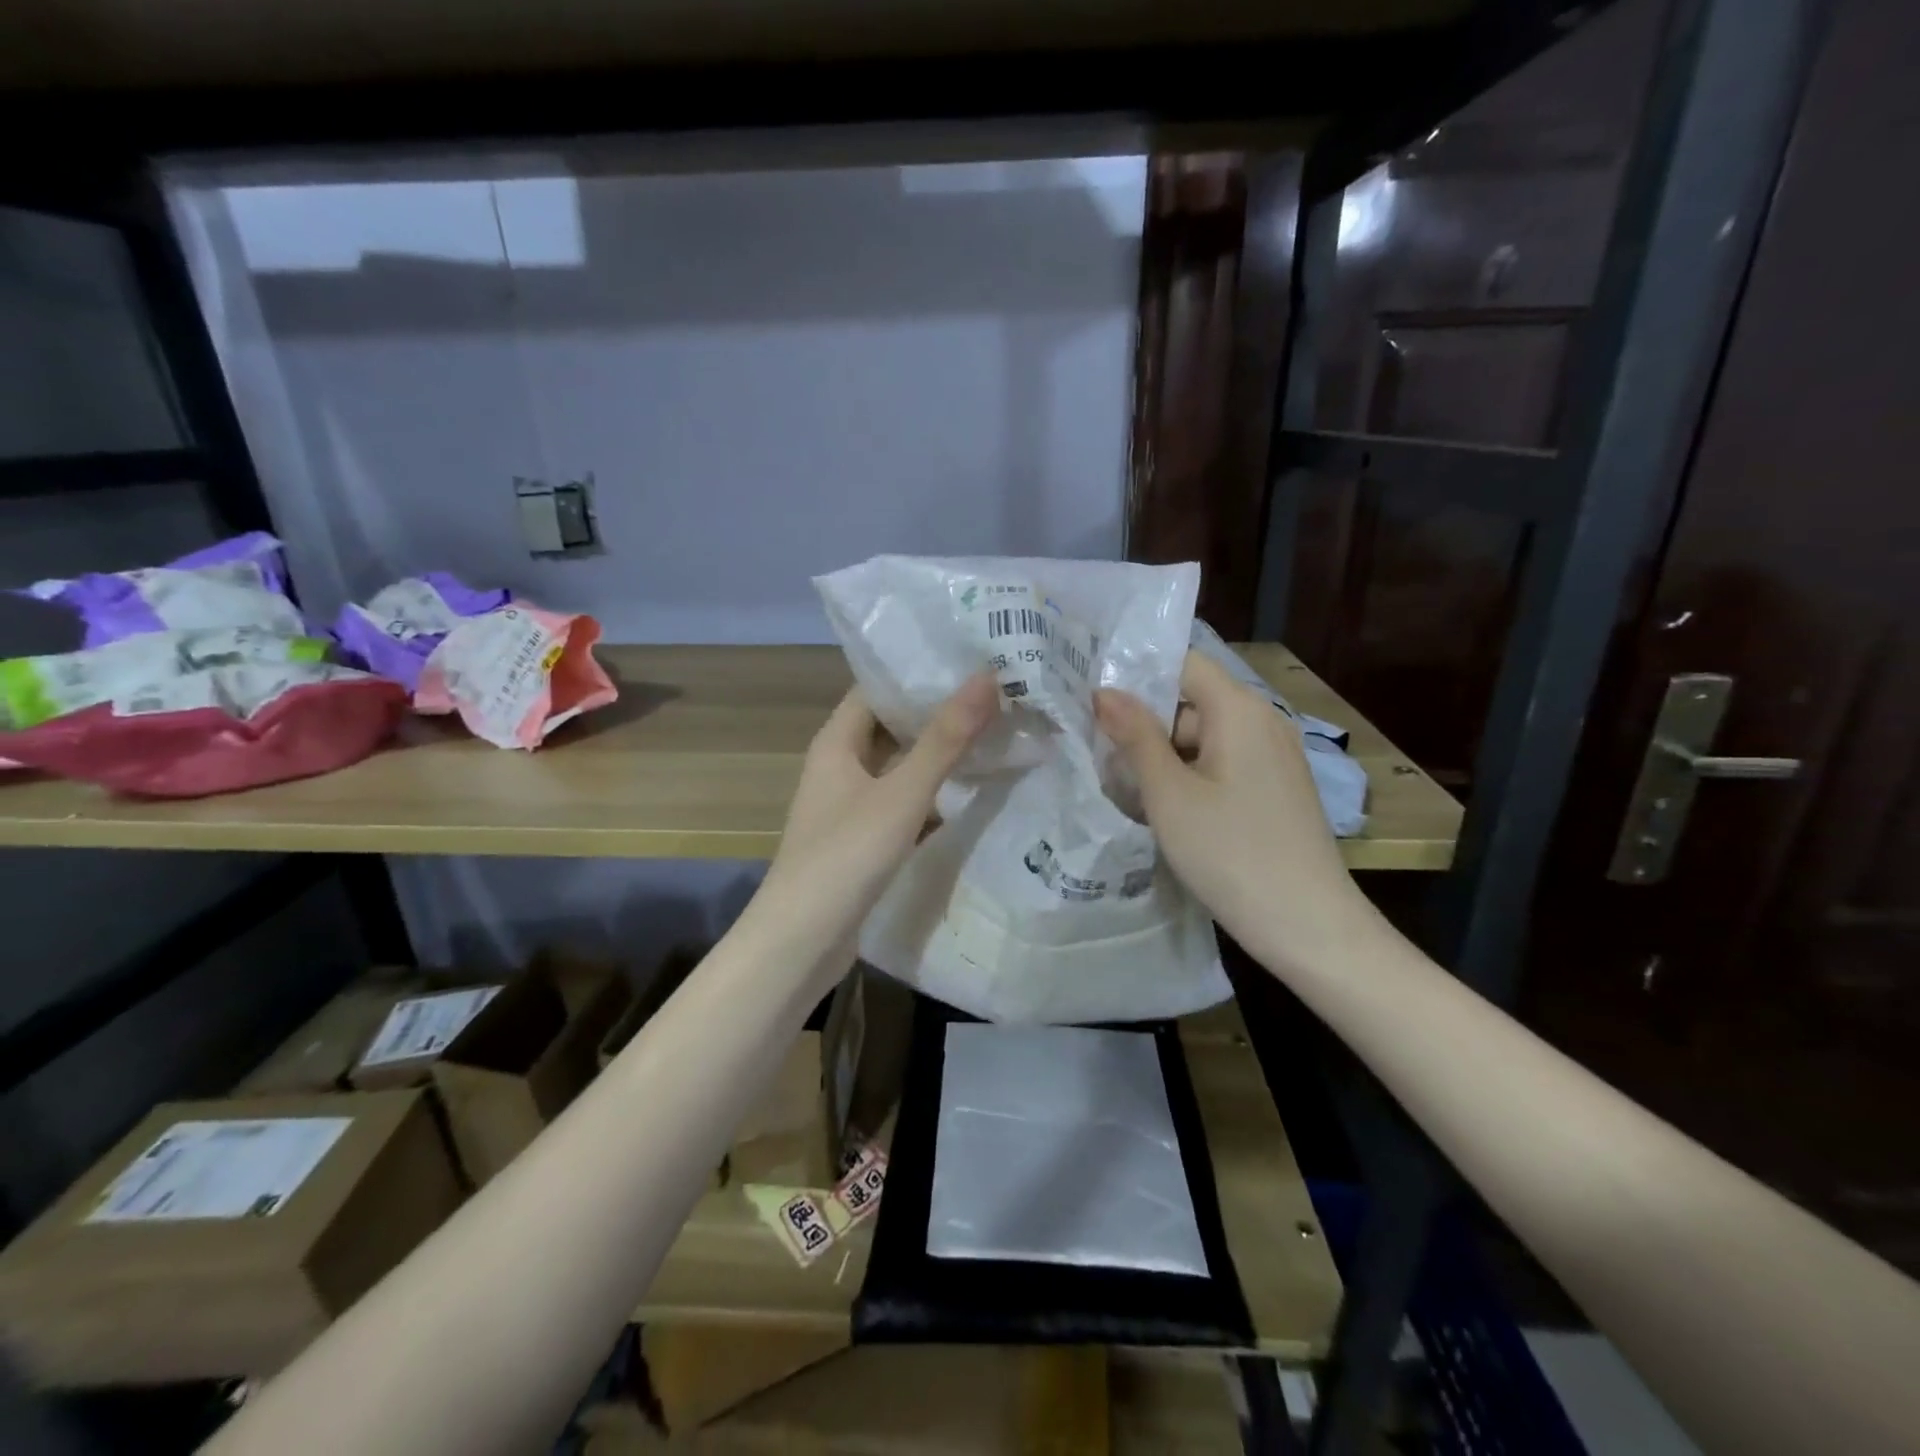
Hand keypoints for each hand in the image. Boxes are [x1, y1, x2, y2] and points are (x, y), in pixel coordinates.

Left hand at [748, 674, 999, 969]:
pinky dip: (933, 794)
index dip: (919, 671)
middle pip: (892, 726)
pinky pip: (904, 802)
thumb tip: (986, 676)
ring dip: (939, 754)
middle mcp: (840, 766)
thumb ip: (945, 739)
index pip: (878, 687)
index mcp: (836, 742)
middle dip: (939, 712)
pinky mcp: (864, 838)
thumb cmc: (845, 857)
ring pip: (901, 766)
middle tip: (998, 693)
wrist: (801, 942)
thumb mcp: (901, 794)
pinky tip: (973, 792)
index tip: (971, 657)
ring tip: (996, 732)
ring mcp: (851, 804)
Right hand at [1095, 652, 1371, 972]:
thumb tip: (1104, 691)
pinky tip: (1168, 812)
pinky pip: (1224, 764)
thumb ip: (1135, 736)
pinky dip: (1192, 777)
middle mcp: (1263, 721)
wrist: (1308, 926)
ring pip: (1205, 738)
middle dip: (1146, 725)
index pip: (1183, 664)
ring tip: (1128, 792)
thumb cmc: (1230, 853)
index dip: (1137, 675)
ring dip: (1165, 757)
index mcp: (1240, 710)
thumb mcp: (1169, 794)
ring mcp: (1274, 757)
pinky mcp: (1276, 788)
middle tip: (1102, 758)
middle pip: (1191, 702)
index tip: (1094, 700)